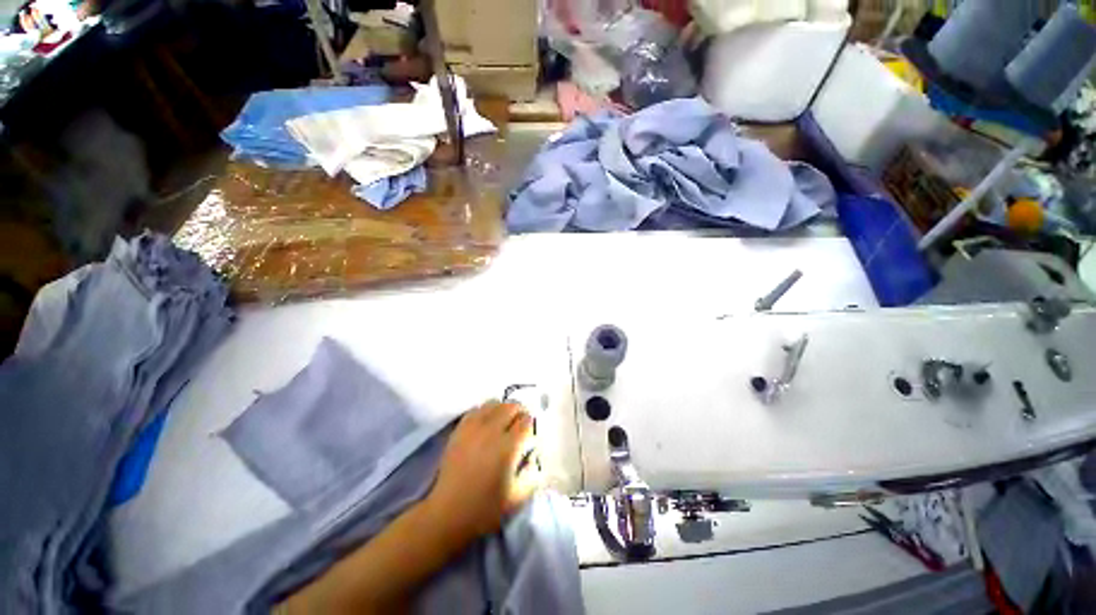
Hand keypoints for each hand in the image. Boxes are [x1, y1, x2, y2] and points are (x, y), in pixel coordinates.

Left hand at [423, 401, 540, 545]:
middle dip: (519, 413)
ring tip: (502, 421)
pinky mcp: (459, 430)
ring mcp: (473, 428)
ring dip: (502, 409)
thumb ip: (533, 473)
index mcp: (509, 447)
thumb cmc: (486, 508)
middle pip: (511, 406)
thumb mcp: (519, 497)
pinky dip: (484, 412)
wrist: (448, 513)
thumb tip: (533, 454)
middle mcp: (492, 431)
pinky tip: (485, 423)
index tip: (529, 435)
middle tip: (519, 425)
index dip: (530, 426)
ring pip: (493, 403)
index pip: (526, 422)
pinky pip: (475, 409)